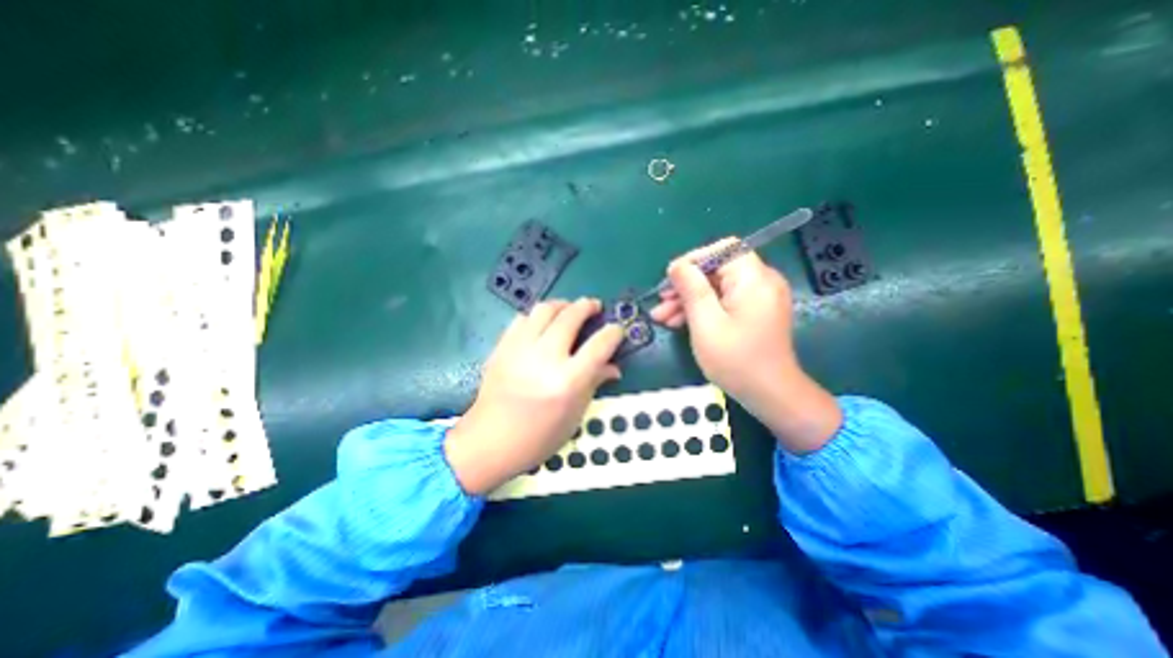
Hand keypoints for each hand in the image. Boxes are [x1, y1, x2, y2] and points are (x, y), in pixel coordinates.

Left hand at [441, 297, 623, 492]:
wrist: (489, 442)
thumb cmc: (538, 437)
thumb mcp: (574, 415)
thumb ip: (594, 383)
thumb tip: (613, 366)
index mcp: (568, 381)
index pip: (599, 345)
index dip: (613, 333)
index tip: (616, 329)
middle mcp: (545, 358)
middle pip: (571, 316)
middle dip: (587, 306)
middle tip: (594, 307)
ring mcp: (520, 349)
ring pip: (545, 309)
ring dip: (562, 305)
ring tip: (569, 310)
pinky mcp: (502, 347)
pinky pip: (522, 318)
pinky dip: (537, 316)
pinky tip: (542, 325)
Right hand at [650, 238, 844, 451]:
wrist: (770, 395)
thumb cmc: (737, 360)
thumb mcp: (706, 323)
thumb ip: (691, 289)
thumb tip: (677, 265)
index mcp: (754, 279)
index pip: (723, 249)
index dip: (693, 259)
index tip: (670, 279)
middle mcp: (760, 281)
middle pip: (717, 270)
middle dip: (686, 285)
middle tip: (661, 303)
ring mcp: (758, 297)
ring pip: (716, 287)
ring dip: (689, 299)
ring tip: (663, 318)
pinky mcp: (753, 311)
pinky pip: (723, 301)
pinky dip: (702, 309)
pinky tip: (679, 323)